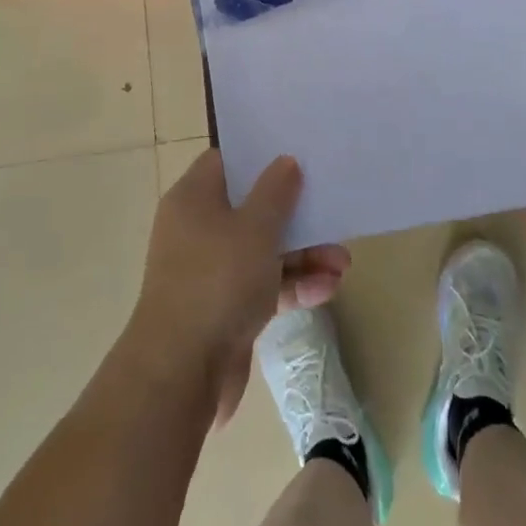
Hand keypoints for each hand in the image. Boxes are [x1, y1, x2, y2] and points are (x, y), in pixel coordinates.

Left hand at [131, 149, 349, 424]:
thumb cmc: (217, 280)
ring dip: (303, 254)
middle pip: (252, 207)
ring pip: (264, 250)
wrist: (182, 372)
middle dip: (295, 213)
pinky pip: (265, 286)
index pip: (227, 162)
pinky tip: (329, 288)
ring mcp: (212, 271)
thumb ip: (275, 191)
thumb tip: (286, 161)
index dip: (260, 156)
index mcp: (194, 199)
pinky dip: (294, 285)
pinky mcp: (226, 309)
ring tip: (343, 262)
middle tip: (332, 212)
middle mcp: (199, 229)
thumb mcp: (255, 227)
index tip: (297, 153)